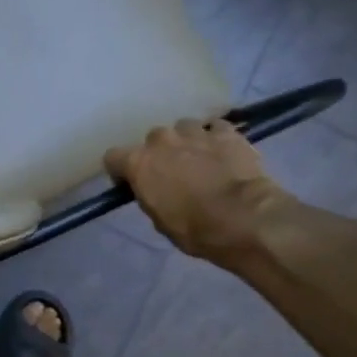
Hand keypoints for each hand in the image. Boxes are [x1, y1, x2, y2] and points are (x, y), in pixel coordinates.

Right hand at [103, 119, 292, 261]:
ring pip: (184, 128)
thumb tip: (155, 190)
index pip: (113, 157)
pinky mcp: (226, 132)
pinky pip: (216, 128)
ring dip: (188, 141)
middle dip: (160, 153)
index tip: (133, 184)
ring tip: (201, 159)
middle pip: (153, 139)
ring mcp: (195, 132)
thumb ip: (151, 196)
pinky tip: (224, 152)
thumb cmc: (194, 228)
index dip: (121, 170)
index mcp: (138, 162)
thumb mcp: (159, 220)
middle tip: (173, 172)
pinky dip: (217, 138)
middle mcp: (162, 140)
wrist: (243, 217)